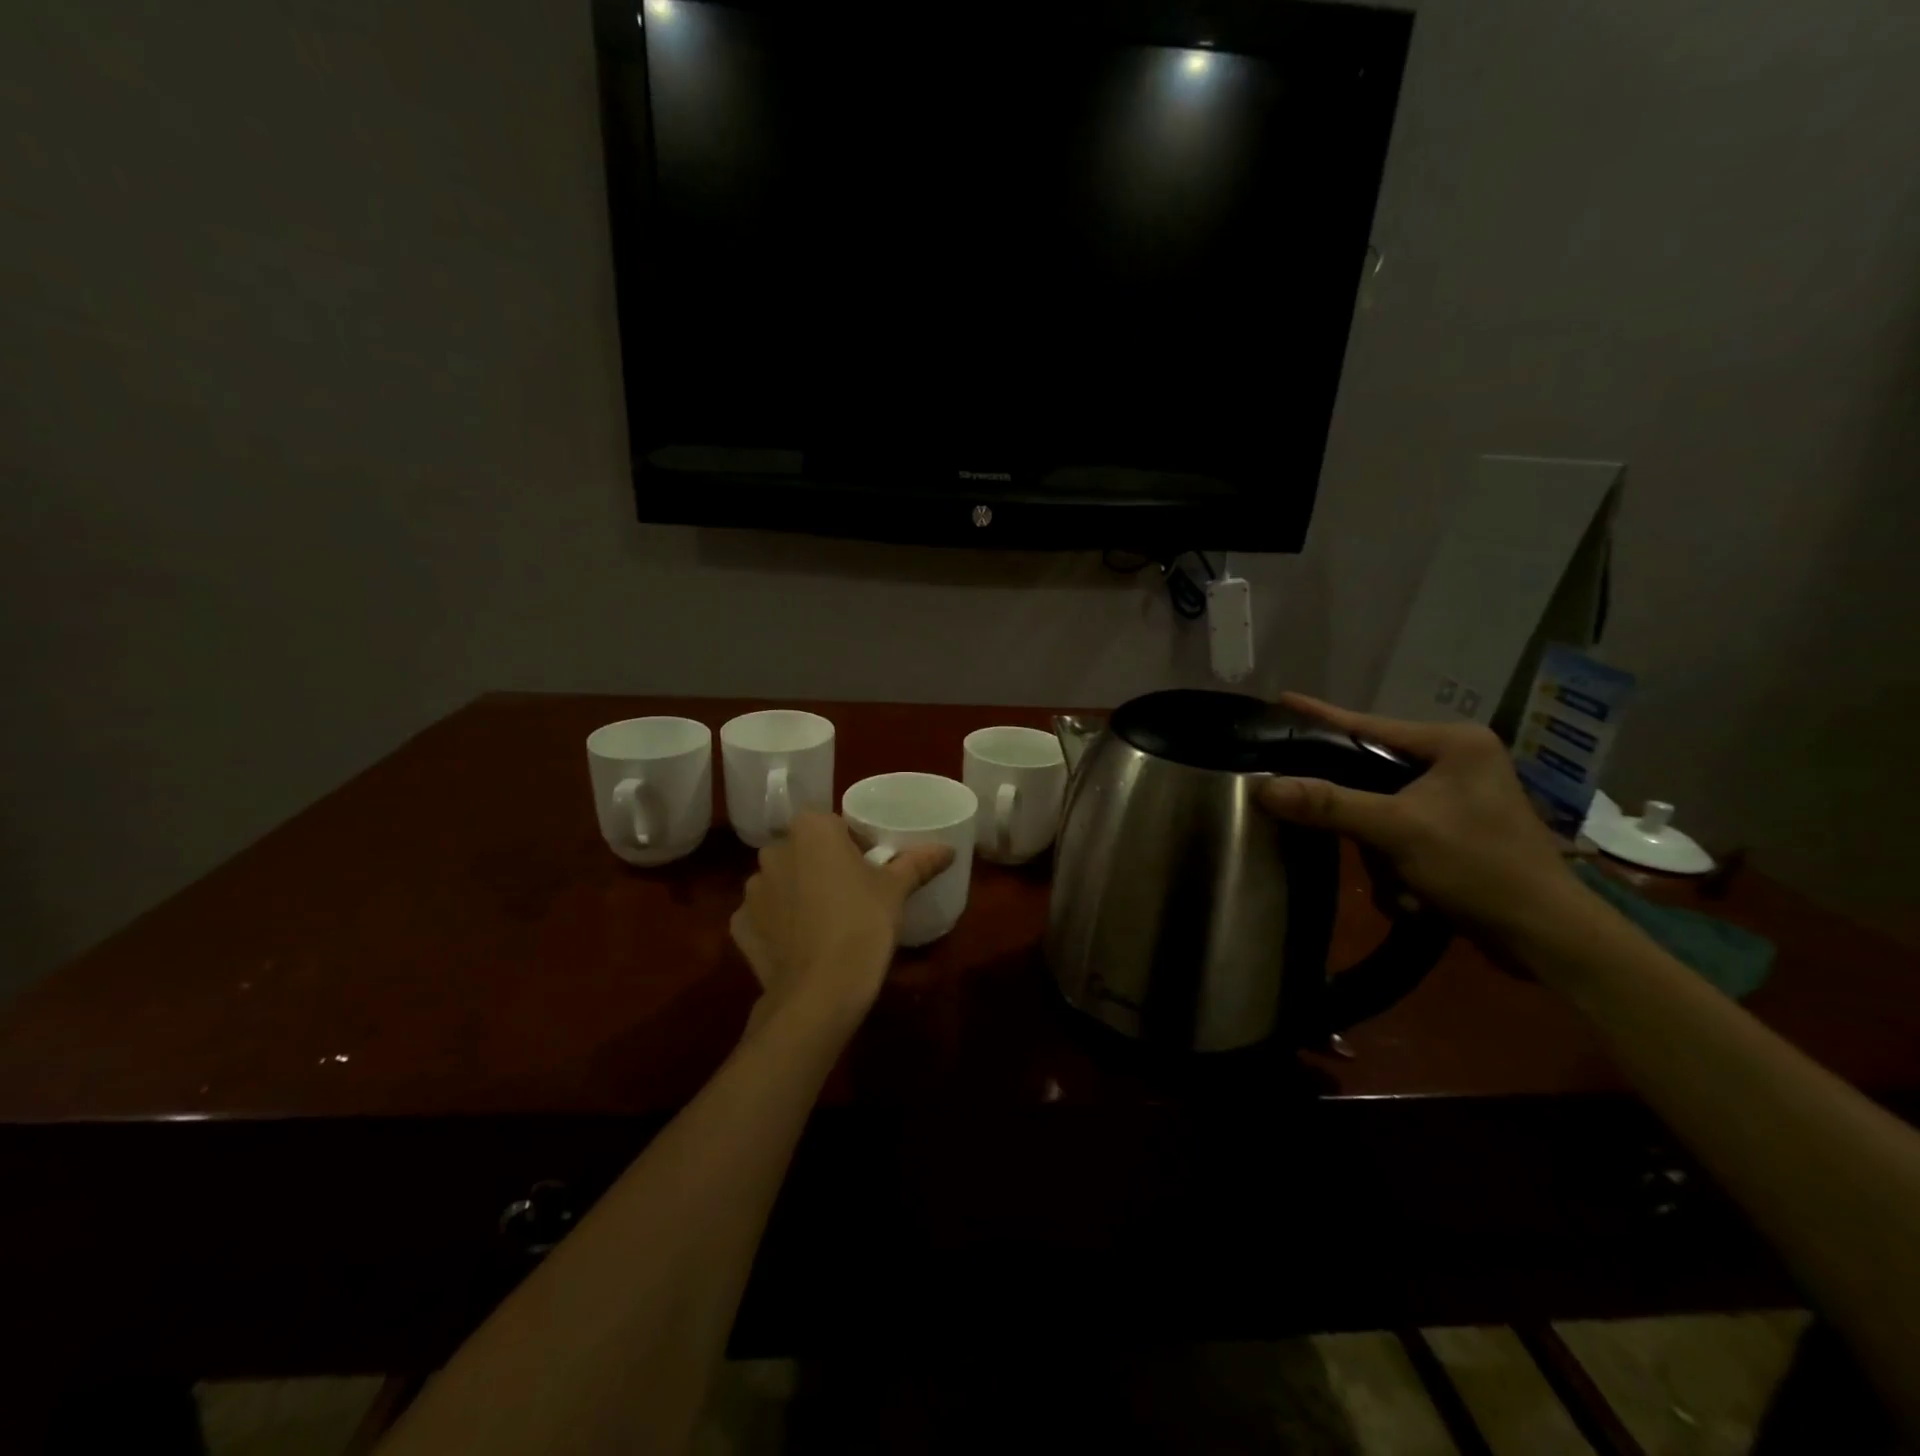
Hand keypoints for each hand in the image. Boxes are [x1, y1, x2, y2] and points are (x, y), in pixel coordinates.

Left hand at [730, 813, 952, 1026]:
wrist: (820, 991)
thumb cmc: (863, 924)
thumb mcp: (896, 890)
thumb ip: (919, 862)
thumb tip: (948, 849)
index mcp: (811, 830)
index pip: (832, 824)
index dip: (852, 844)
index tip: (869, 869)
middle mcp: (773, 851)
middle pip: (803, 851)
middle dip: (822, 866)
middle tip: (850, 895)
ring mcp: (751, 890)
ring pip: (782, 882)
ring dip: (797, 893)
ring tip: (825, 923)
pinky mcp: (739, 926)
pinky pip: (764, 915)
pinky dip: (778, 924)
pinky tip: (800, 944)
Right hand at [1255, 693, 1579, 938]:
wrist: (1545, 936)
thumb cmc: (1479, 866)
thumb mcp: (1397, 831)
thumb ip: (1329, 805)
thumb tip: (1263, 787)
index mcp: (1453, 743)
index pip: (1368, 726)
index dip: (1320, 717)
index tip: (1281, 699)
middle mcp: (1457, 760)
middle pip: (1371, 768)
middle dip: (1354, 810)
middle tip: (1317, 814)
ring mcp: (1458, 796)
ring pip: (1380, 805)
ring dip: (1377, 846)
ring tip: (1395, 877)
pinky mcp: (1456, 828)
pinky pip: (1399, 830)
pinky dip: (1394, 859)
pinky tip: (1408, 890)